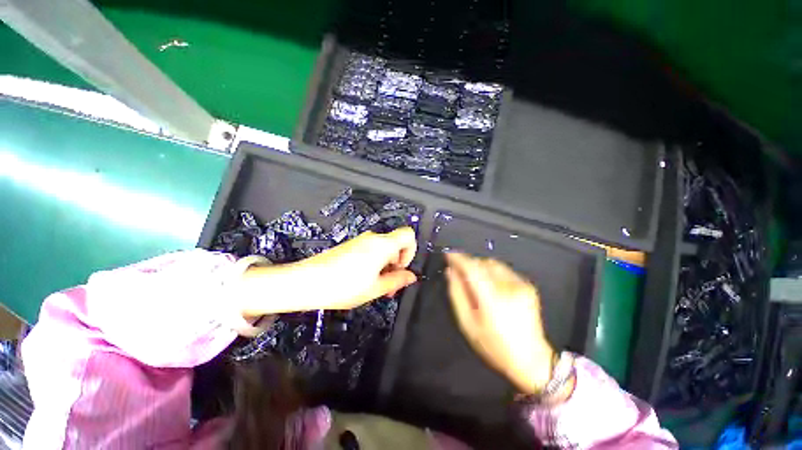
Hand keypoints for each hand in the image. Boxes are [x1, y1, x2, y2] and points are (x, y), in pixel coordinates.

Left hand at [238, 227, 417, 316]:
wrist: (306, 282)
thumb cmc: (343, 286)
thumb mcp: (375, 288)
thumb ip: (397, 280)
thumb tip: (411, 276)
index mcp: (383, 245)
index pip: (409, 235)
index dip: (411, 251)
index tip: (402, 269)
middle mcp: (373, 238)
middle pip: (396, 245)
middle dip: (397, 265)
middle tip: (389, 287)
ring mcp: (361, 241)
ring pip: (383, 250)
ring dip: (385, 267)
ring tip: (375, 287)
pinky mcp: (351, 245)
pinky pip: (371, 251)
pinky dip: (374, 264)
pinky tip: (363, 281)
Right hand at [445, 253, 554, 394]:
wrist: (531, 359)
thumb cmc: (494, 345)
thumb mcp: (467, 323)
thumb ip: (457, 294)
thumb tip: (450, 271)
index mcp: (492, 300)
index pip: (472, 269)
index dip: (458, 259)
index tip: (448, 254)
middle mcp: (509, 288)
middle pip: (482, 263)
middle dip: (468, 263)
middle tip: (459, 272)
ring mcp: (521, 285)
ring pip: (492, 264)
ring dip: (479, 267)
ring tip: (474, 280)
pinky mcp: (527, 285)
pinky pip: (503, 270)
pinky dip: (491, 272)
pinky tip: (490, 286)